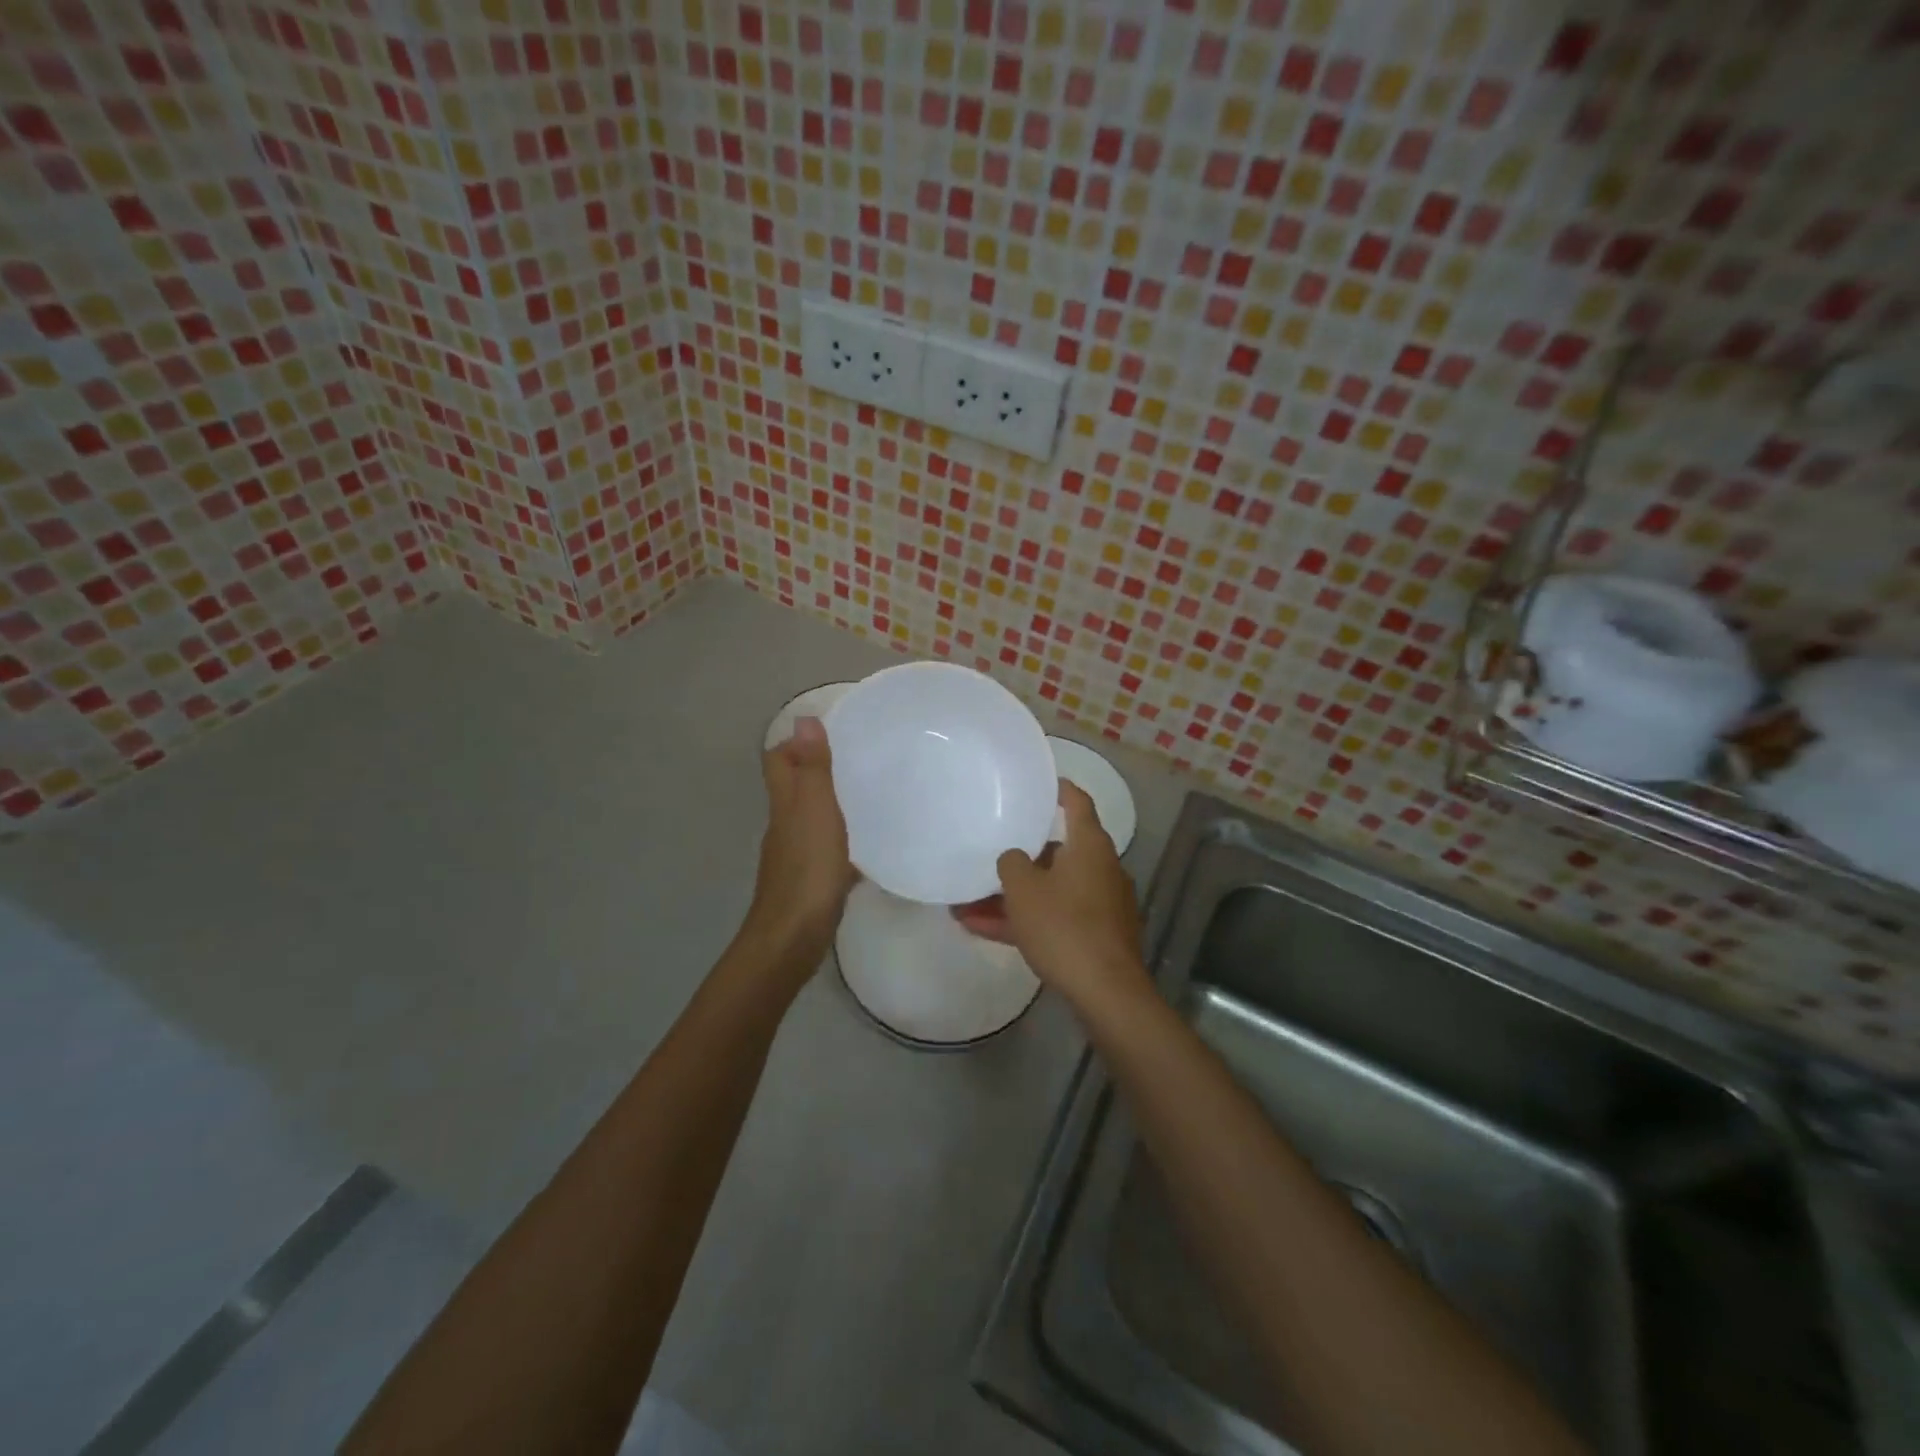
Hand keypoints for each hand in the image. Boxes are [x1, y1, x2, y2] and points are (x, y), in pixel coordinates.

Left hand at [743, 717, 855, 959]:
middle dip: (815, 773)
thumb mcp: (816, 811)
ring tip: (866, 799)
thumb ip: (813, 769)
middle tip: (855, 762)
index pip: (778, 762)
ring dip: (829, 807)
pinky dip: (841, 845)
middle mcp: (784, 827)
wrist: (793, 938)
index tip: (827, 733)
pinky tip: (865, 851)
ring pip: (809, 821)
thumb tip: (803, 720)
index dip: (794, 744)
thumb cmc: (808, 870)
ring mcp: (794, 858)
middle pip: (793, 790)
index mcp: (785, 806)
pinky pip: (825, 853)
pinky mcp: (809, 884)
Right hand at [956, 781, 1150, 1012]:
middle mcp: (1100, 869)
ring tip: (965, 906)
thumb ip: (1011, 863)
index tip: (1043, 784)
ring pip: (1049, 891)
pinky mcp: (1095, 936)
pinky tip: (981, 930)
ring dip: (1011, 897)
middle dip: (1019, 859)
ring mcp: (1100, 905)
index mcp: (1090, 846)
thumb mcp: (1024, 890)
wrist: (1105, 991)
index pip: (1077, 803)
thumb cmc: (1064, 926)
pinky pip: (1053, 918)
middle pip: (1057, 853)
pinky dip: (1024, 921)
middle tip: (988, 855)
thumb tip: (1014, 858)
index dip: (1060, 790)